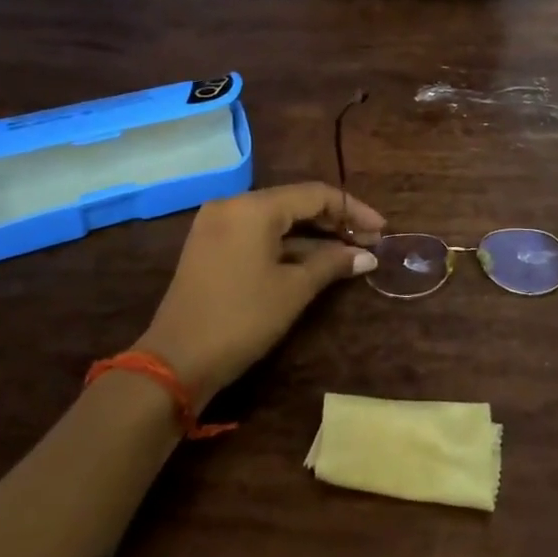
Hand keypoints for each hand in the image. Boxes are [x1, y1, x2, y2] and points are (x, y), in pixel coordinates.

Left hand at [138, 182, 385, 408]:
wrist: (175, 362)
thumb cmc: (242, 319)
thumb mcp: (294, 290)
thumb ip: (333, 263)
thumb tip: (367, 256)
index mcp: (253, 207)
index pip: (315, 195)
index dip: (353, 210)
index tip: (382, 230)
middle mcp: (232, 205)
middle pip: (295, 203)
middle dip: (335, 221)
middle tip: (369, 242)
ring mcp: (217, 225)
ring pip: (277, 220)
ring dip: (313, 236)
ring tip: (349, 254)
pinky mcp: (211, 247)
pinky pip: (258, 234)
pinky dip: (287, 245)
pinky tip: (314, 261)